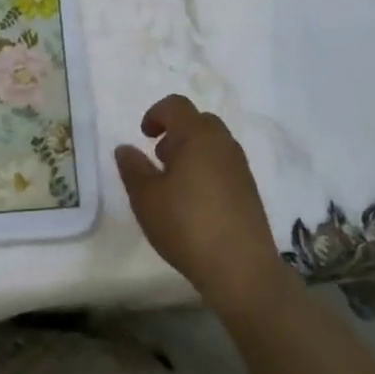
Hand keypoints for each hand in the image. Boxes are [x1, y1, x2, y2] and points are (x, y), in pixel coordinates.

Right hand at [115, 95, 285, 315]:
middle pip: (198, 121)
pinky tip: (196, 201)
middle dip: (176, 131)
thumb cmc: (186, 225)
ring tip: (175, 183)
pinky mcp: (249, 189)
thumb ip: (132, 168)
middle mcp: (222, 142)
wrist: (242, 268)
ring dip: (192, 151)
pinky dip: (207, 169)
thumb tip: (125, 148)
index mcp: (196, 135)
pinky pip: (224, 164)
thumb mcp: (146, 198)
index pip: (176, 105)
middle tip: (159, 157)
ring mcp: (239, 166)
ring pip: (213, 143)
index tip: (144, 135)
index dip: (156, 113)